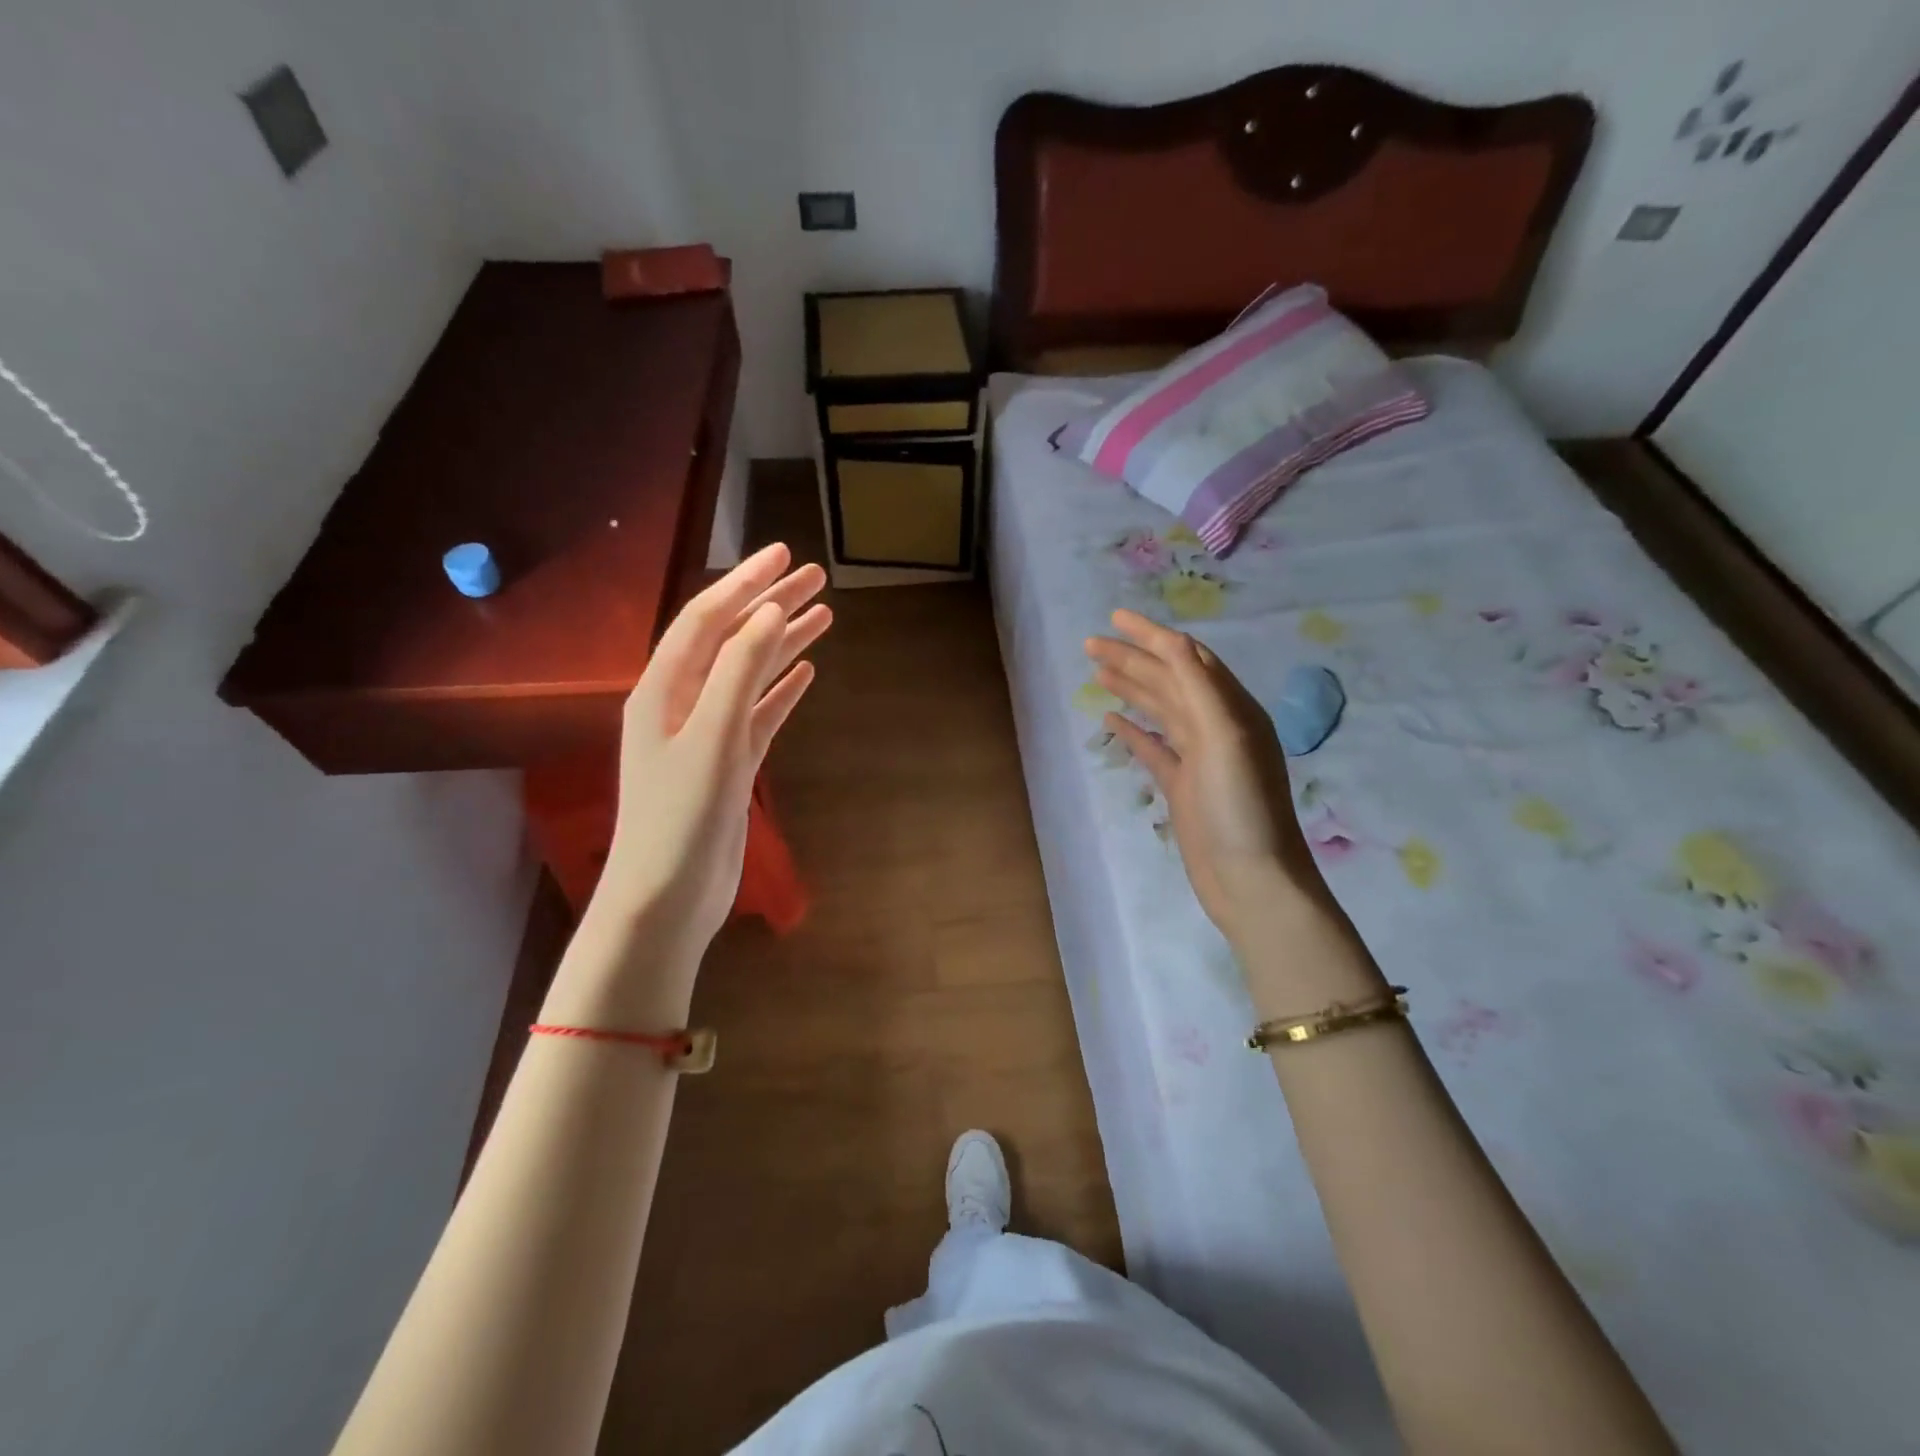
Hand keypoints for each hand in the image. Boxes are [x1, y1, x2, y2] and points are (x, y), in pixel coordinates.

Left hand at [596, 543, 830, 967]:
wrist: (667, 897)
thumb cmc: (680, 817)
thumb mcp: (711, 737)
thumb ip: (737, 671)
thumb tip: (768, 611)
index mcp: (662, 688)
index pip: (707, 618)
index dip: (744, 582)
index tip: (783, 554)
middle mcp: (680, 702)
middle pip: (731, 638)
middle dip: (770, 603)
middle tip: (815, 576)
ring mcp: (705, 734)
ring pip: (749, 673)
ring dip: (782, 642)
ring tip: (823, 615)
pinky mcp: (727, 763)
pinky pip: (757, 712)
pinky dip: (780, 689)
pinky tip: (805, 673)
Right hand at [1084, 610, 1325, 949]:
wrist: (1252, 880)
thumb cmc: (1241, 807)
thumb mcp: (1227, 738)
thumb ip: (1199, 688)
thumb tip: (1173, 641)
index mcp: (1231, 709)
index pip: (1187, 658)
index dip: (1151, 635)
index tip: (1114, 618)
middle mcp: (1216, 726)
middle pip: (1168, 680)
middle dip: (1132, 658)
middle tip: (1090, 644)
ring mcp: (1198, 758)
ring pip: (1159, 710)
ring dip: (1131, 686)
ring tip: (1097, 670)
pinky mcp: (1183, 786)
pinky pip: (1154, 747)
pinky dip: (1133, 729)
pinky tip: (1112, 719)